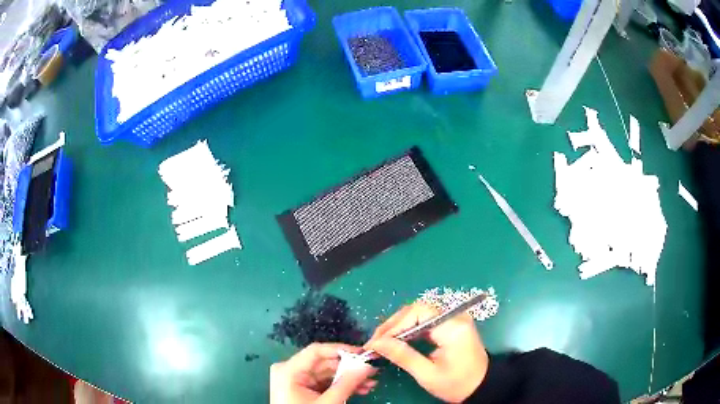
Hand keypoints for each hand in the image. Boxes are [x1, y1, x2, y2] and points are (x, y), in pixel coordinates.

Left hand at [270, 343, 377, 403]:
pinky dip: (341, 386)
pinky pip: (324, 382)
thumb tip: (367, 366)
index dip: (341, 350)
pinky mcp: (303, 389)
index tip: (364, 353)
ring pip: (328, 374)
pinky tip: (360, 389)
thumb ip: (347, 384)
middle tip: (373, 371)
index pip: (316, 351)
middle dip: (350, 368)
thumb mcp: (327, 403)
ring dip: (349, 379)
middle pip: (324, 363)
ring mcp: (296, 380)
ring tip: (371, 383)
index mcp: (288, 370)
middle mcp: (290, 370)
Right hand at [366, 303, 488, 402]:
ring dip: (399, 326)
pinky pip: (426, 320)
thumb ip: (403, 356)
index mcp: (452, 327)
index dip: (394, 325)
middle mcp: (454, 316)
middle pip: (417, 310)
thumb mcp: (427, 374)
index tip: (376, 342)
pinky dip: (410, 328)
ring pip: (419, 313)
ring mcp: (454, 319)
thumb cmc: (456, 383)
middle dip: (394, 325)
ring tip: (382, 341)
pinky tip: (398, 339)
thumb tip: (377, 343)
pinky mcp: (451, 324)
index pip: (418, 313)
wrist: (481, 386)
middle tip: (376, 342)